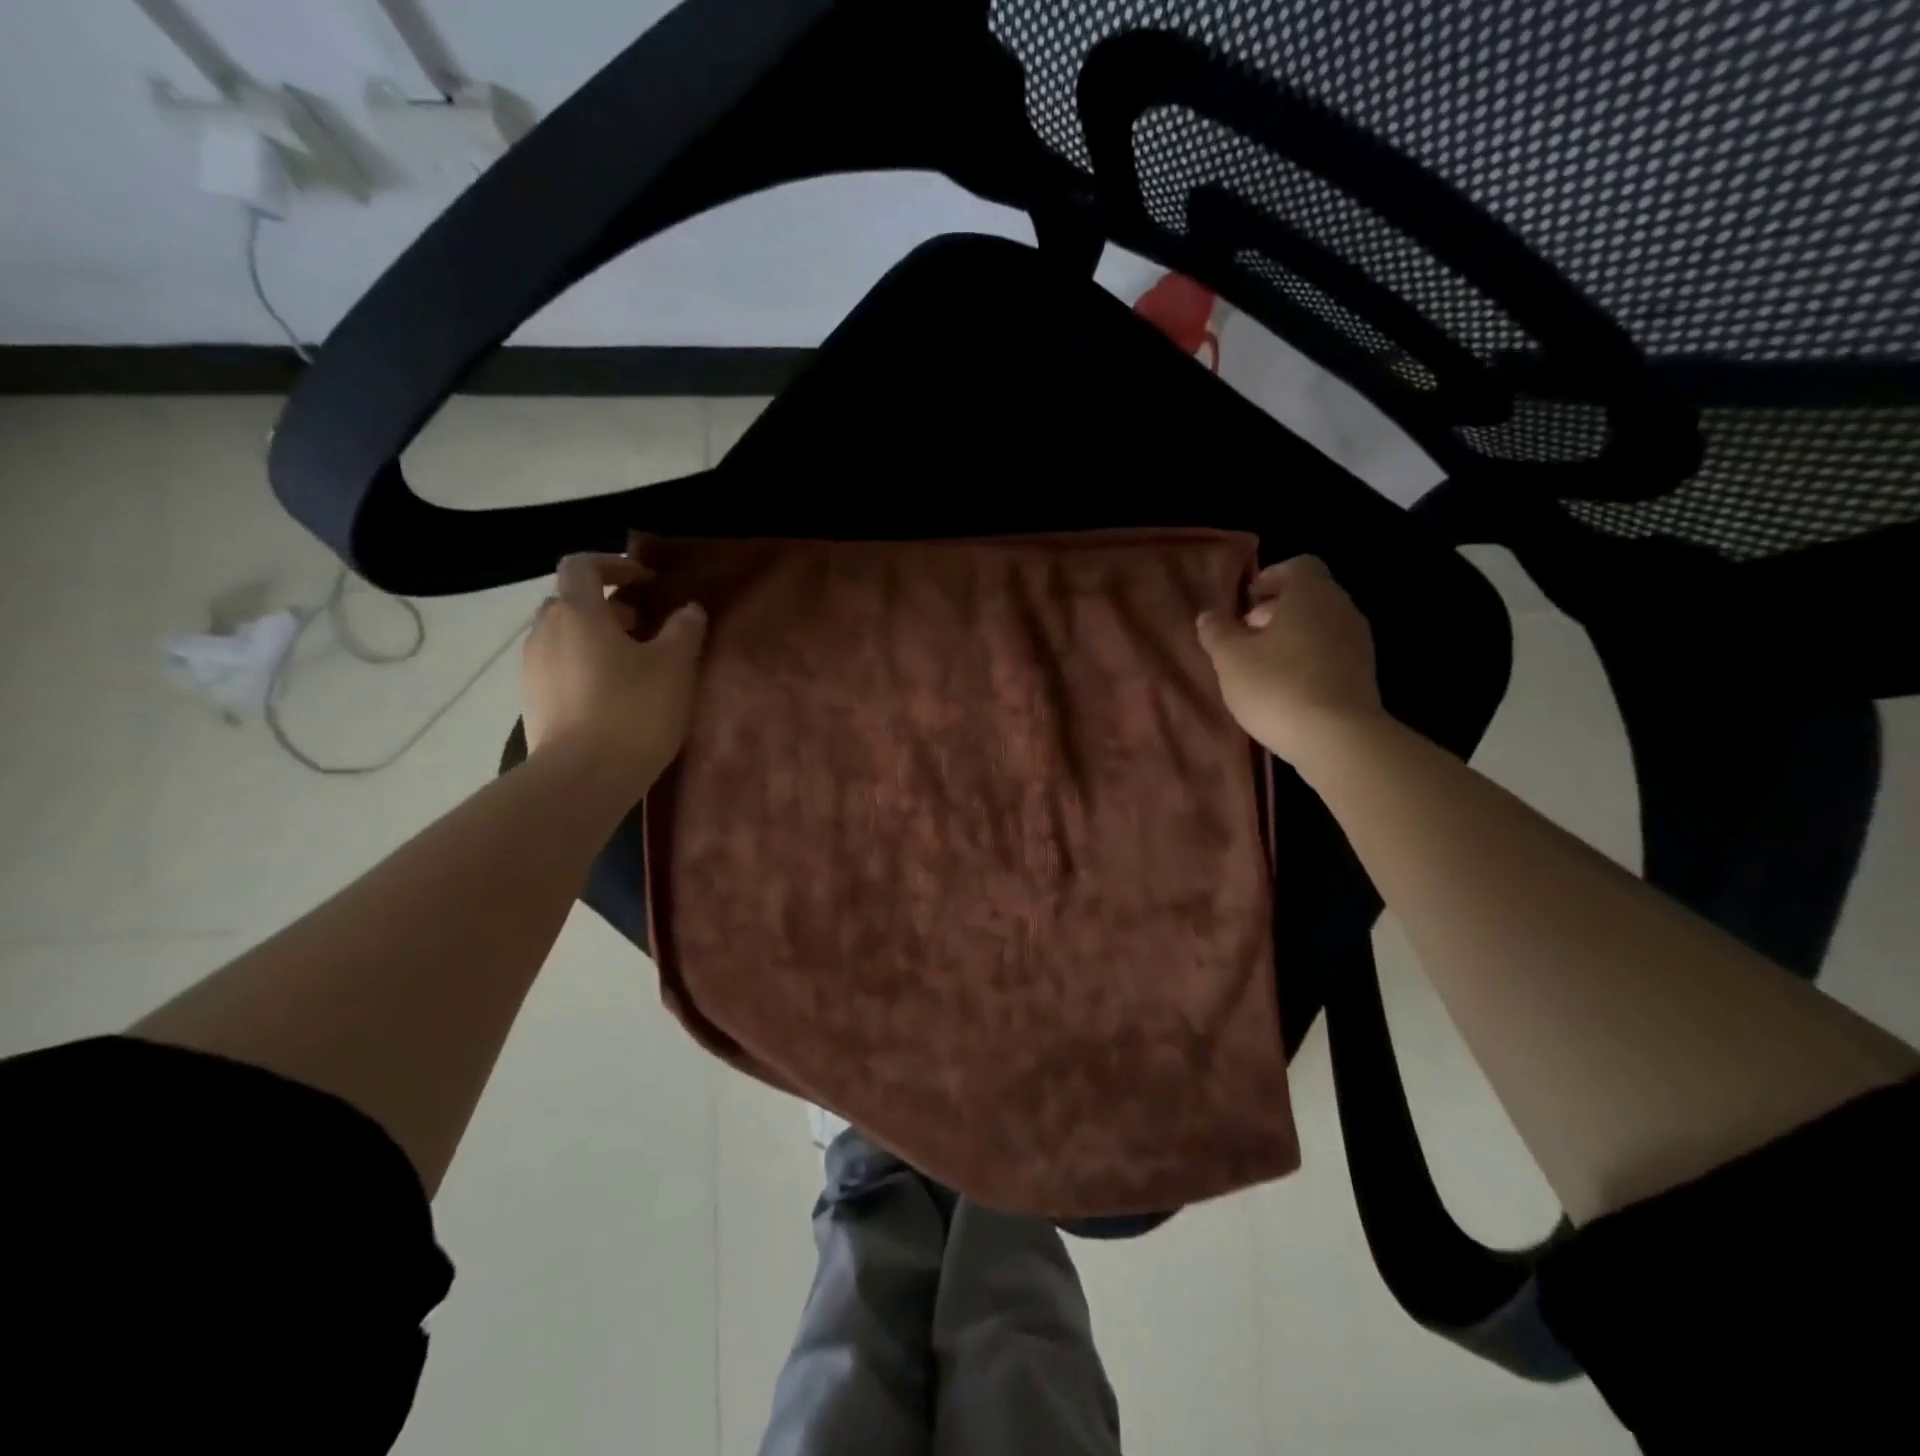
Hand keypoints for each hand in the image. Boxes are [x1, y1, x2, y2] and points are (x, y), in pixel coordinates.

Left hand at [522, 551, 706, 794]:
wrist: (583, 778)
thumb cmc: (633, 710)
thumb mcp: (675, 666)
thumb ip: (684, 630)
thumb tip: (689, 609)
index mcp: (577, 612)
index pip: (583, 565)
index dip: (615, 564)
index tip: (647, 580)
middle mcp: (545, 632)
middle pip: (571, 602)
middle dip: (607, 606)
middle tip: (644, 625)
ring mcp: (533, 669)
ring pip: (564, 637)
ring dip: (596, 639)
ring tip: (634, 664)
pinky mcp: (533, 702)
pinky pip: (559, 668)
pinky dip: (585, 667)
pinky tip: (614, 696)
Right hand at [1195, 555, 1382, 766]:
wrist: (1338, 739)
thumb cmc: (1277, 686)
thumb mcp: (1231, 659)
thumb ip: (1217, 632)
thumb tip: (1208, 615)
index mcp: (1311, 593)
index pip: (1297, 566)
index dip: (1270, 579)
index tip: (1246, 603)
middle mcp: (1341, 609)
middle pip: (1309, 597)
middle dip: (1275, 612)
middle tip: (1245, 637)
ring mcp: (1358, 643)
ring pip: (1320, 626)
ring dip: (1291, 638)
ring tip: (1261, 667)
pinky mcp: (1363, 675)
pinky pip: (1331, 654)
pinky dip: (1308, 661)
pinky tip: (1286, 689)